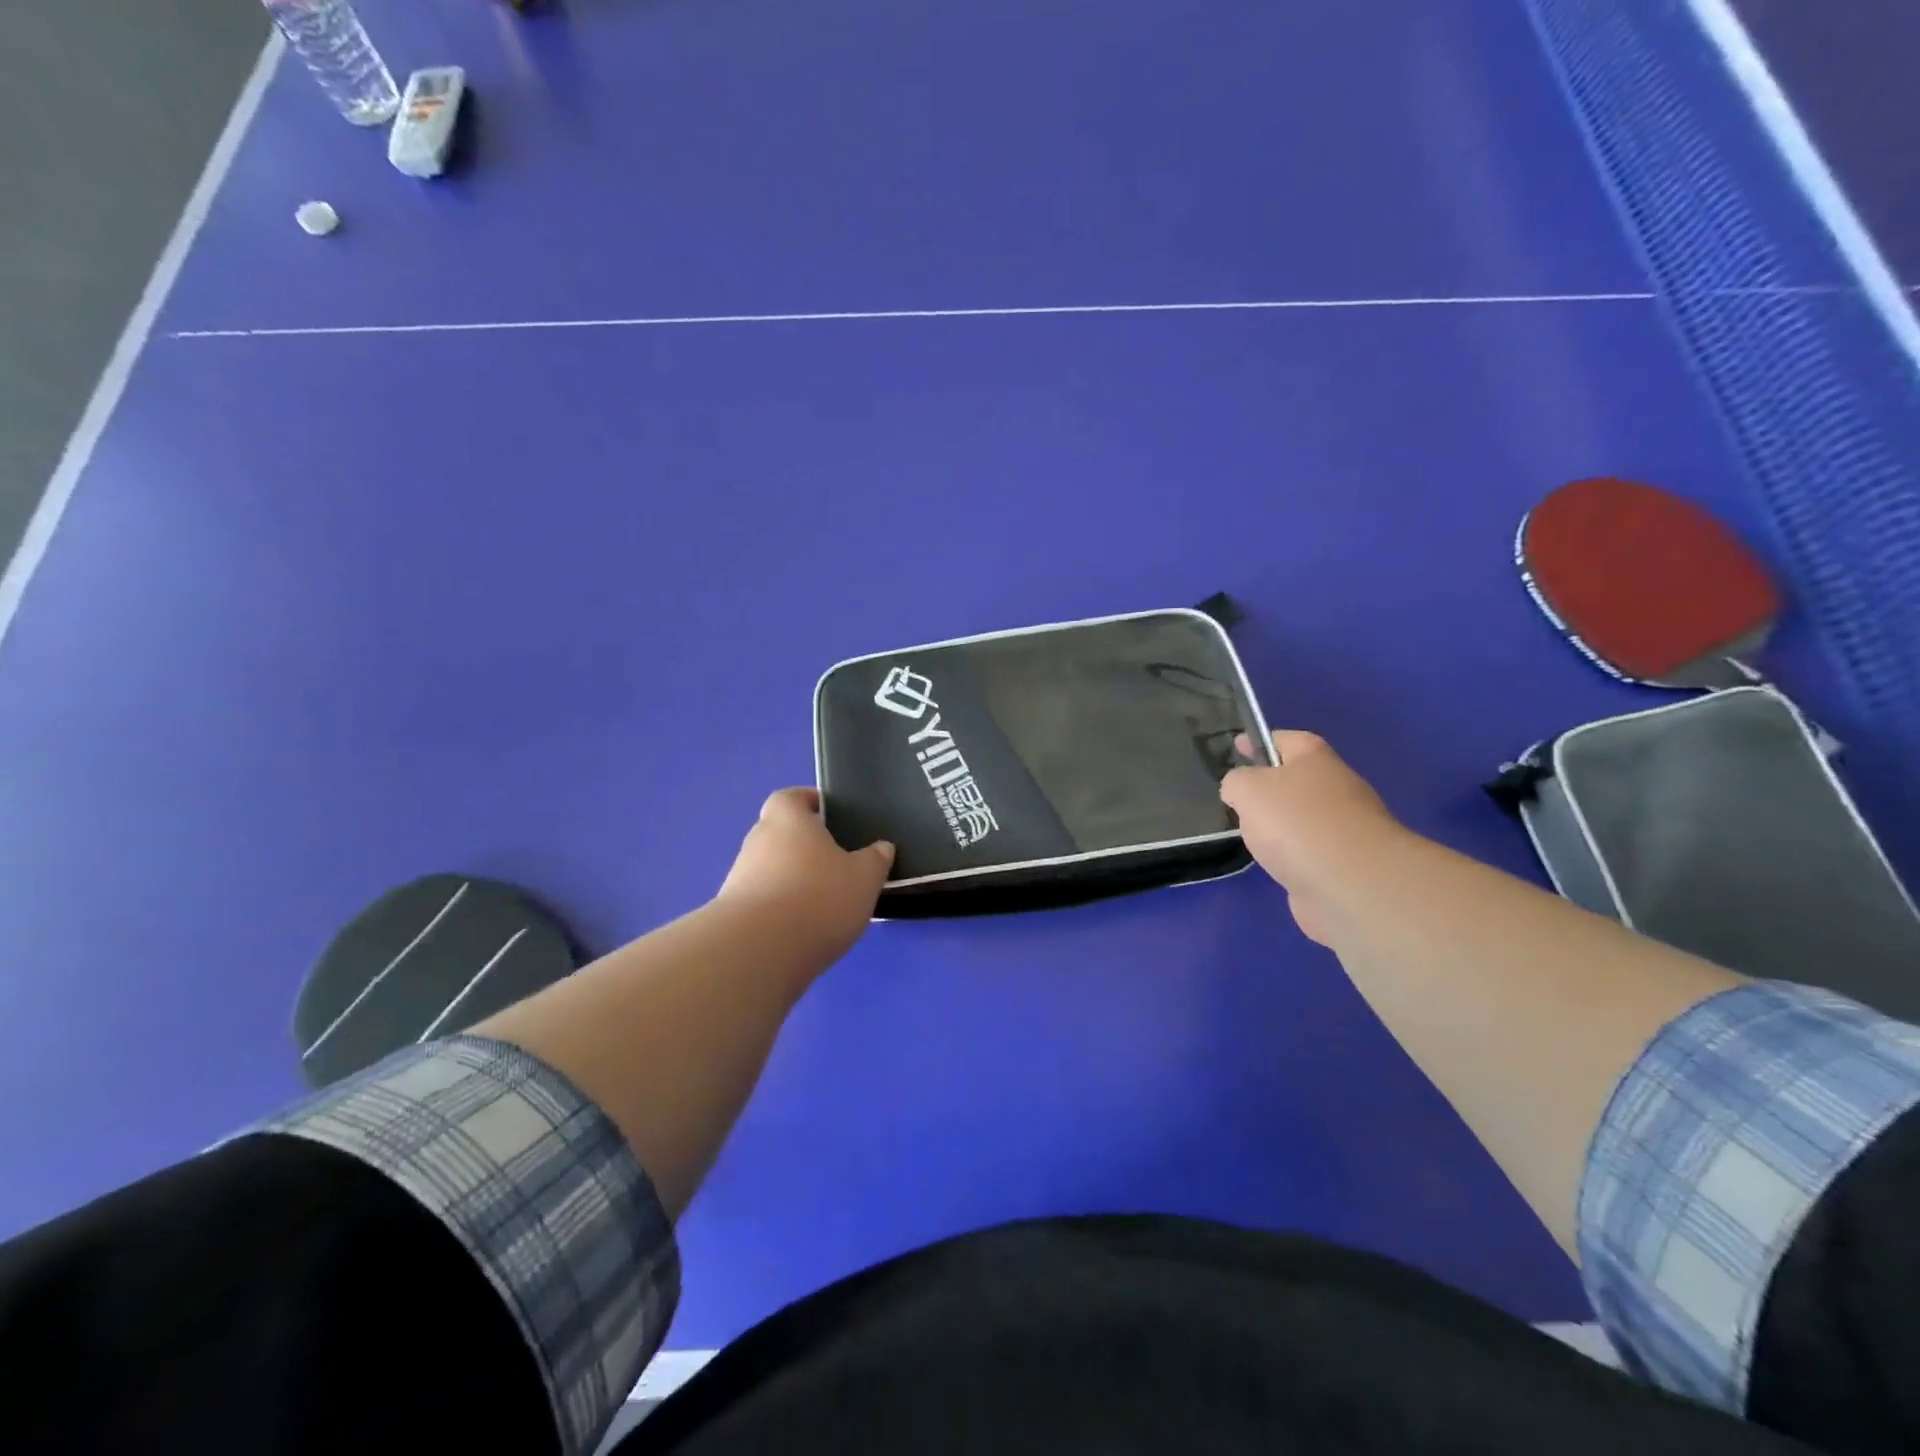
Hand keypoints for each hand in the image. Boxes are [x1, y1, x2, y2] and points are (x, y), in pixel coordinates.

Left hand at [716, 788, 894, 963]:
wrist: (759, 953)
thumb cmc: (818, 898)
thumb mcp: (864, 878)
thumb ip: (875, 859)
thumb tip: (882, 847)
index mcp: (787, 819)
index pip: (792, 797)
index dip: (809, 802)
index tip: (830, 815)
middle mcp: (757, 841)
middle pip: (781, 834)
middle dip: (805, 846)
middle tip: (837, 864)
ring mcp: (739, 878)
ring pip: (771, 870)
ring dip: (793, 881)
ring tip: (824, 904)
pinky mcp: (732, 914)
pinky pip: (763, 901)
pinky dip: (781, 910)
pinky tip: (803, 930)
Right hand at [1220, 732, 1405, 945]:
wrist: (1351, 883)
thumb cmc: (1296, 822)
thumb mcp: (1248, 789)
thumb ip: (1236, 782)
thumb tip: (1239, 791)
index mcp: (1315, 759)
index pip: (1286, 739)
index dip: (1260, 741)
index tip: (1237, 747)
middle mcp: (1335, 787)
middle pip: (1296, 779)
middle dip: (1269, 787)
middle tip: (1238, 799)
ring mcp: (1344, 827)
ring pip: (1302, 818)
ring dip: (1281, 824)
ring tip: (1250, 836)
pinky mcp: (1345, 863)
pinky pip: (1309, 851)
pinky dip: (1292, 855)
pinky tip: (1273, 864)